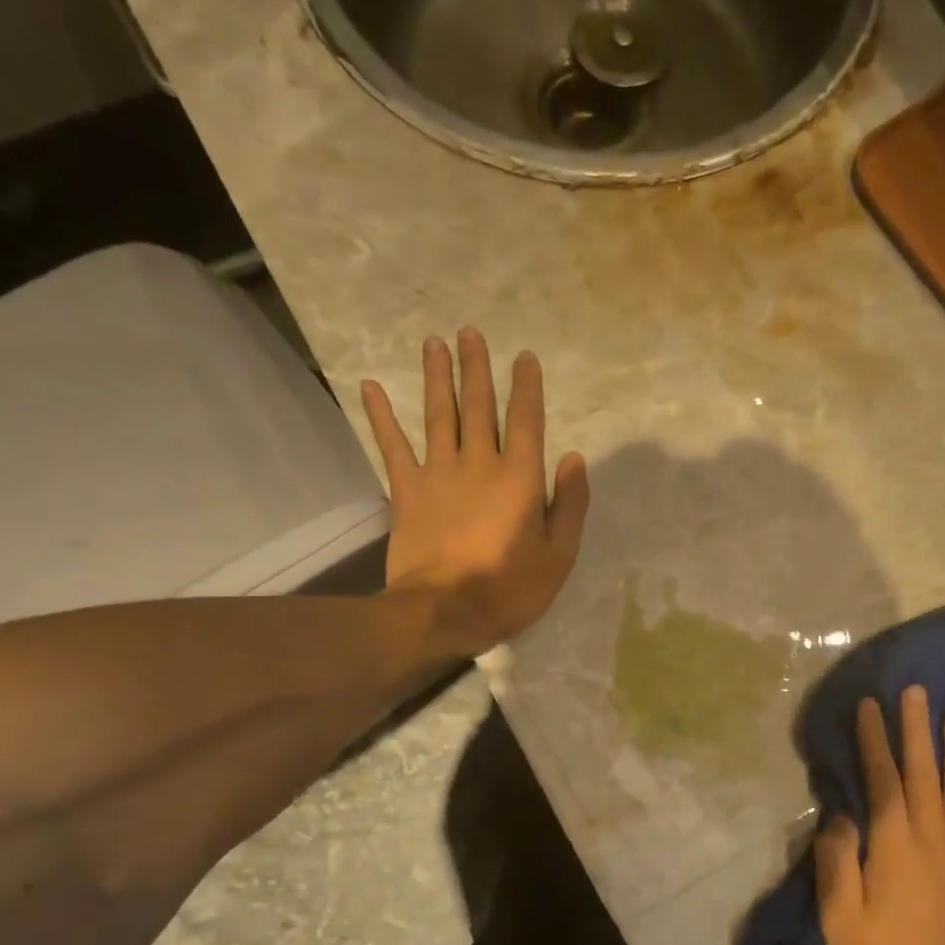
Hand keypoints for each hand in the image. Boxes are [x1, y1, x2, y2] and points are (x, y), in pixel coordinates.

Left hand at [361, 328, 588, 653]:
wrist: (445, 612)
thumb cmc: (510, 588)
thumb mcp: (559, 555)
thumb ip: (570, 504)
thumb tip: (574, 458)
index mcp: (520, 478)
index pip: (525, 421)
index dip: (526, 387)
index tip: (524, 357)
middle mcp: (479, 464)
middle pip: (478, 406)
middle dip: (476, 368)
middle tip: (470, 332)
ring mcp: (439, 474)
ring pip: (439, 415)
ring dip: (437, 377)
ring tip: (434, 343)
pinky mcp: (407, 491)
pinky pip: (392, 446)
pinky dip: (381, 416)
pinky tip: (370, 386)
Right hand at [816, 686, 944, 944]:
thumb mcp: (839, 918)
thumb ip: (838, 860)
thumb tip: (842, 815)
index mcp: (895, 846)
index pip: (884, 779)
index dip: (875, 740)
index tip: (870, 705)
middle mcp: (933, 839)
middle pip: (926, 773)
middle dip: (918, 729)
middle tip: (917, 690)